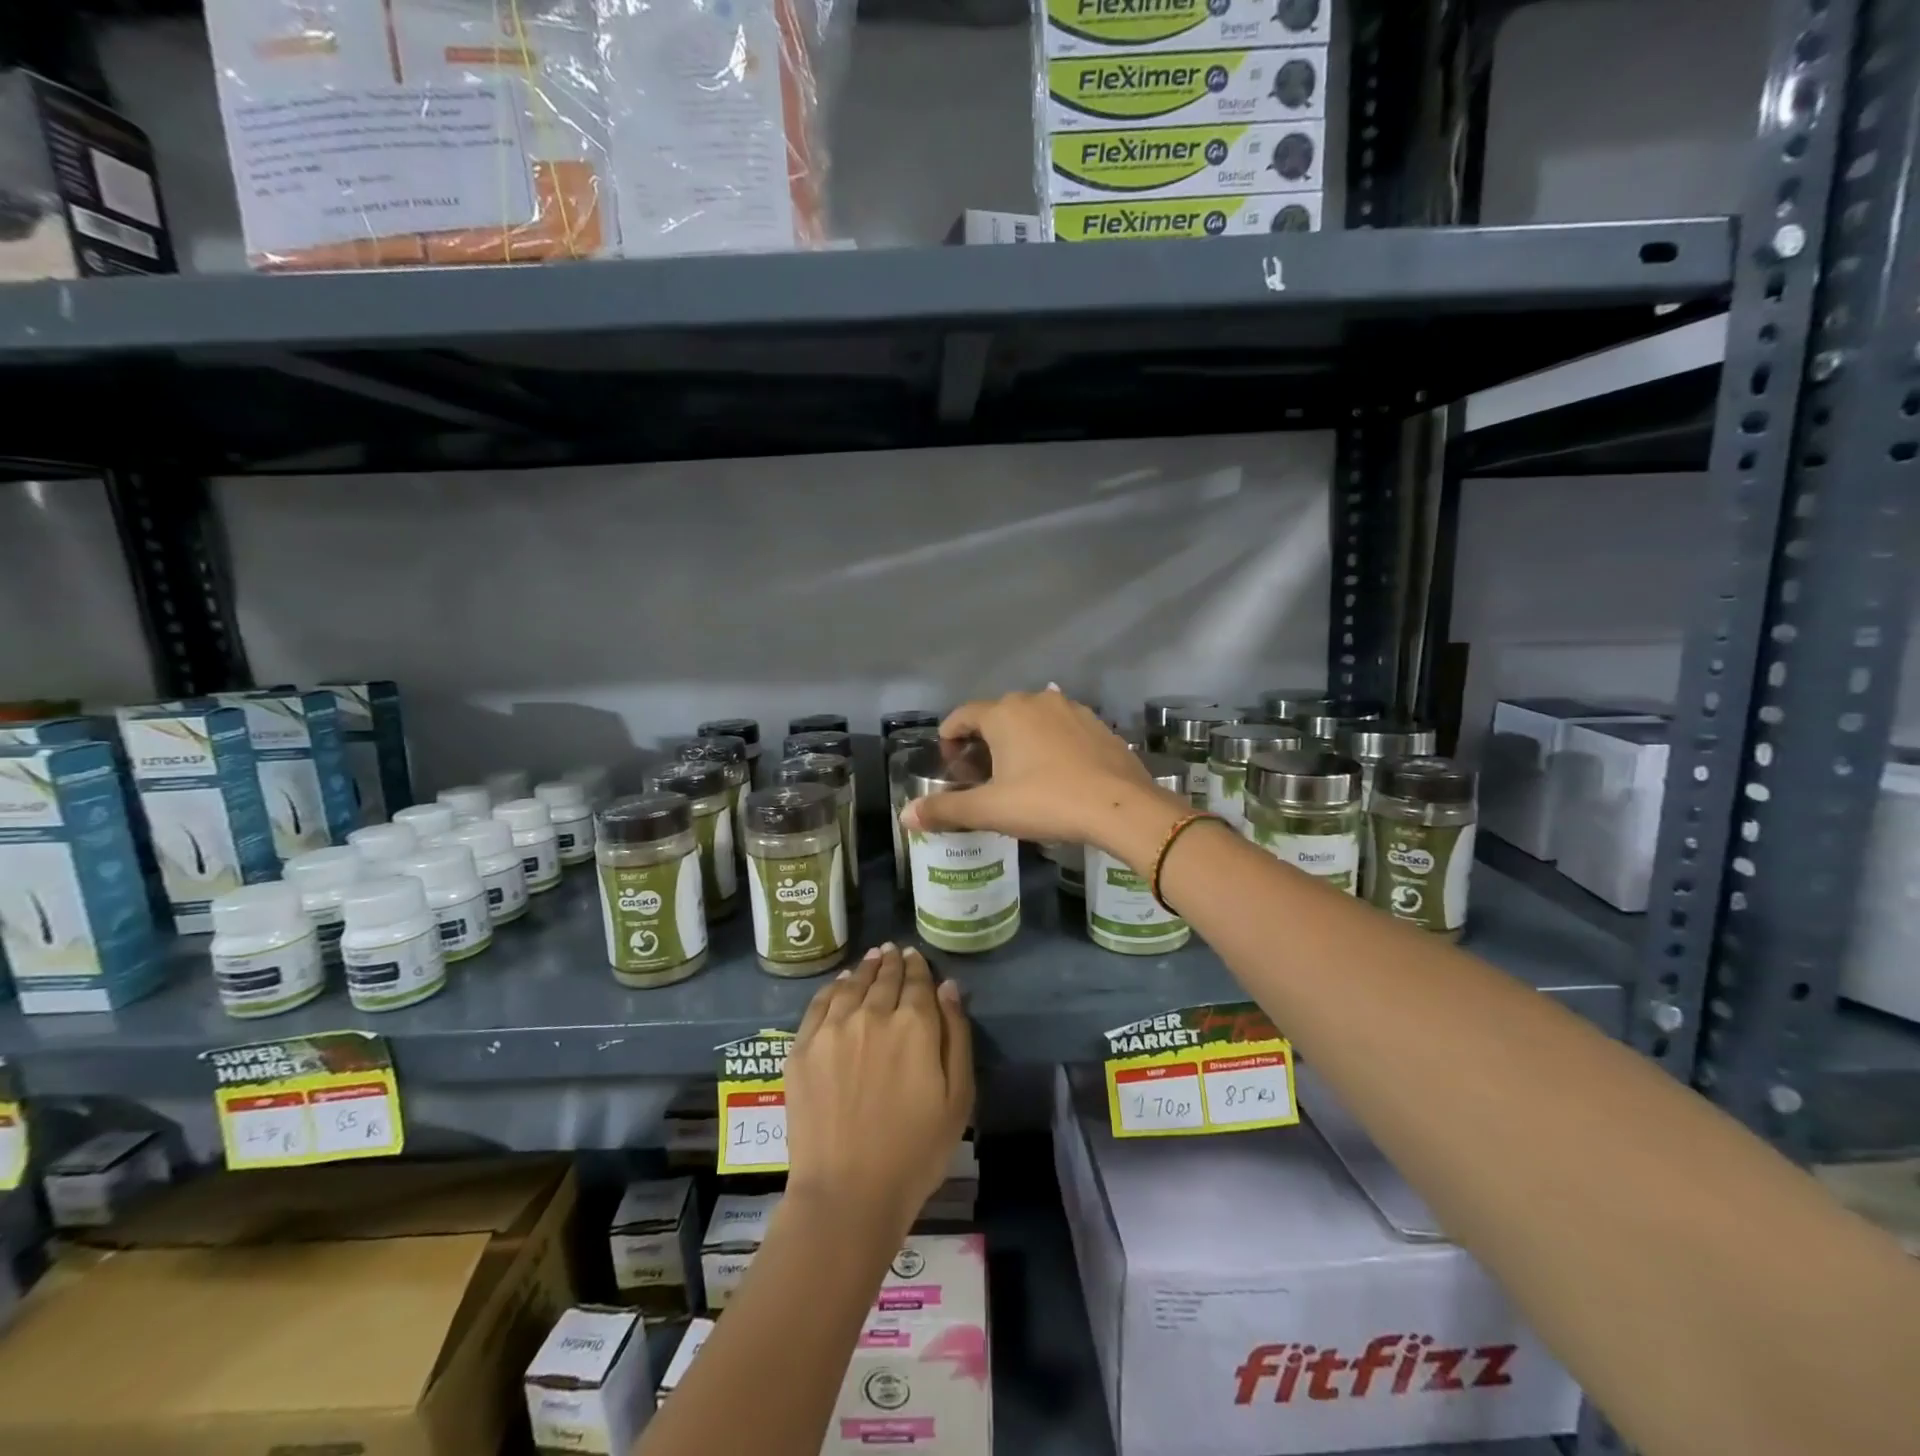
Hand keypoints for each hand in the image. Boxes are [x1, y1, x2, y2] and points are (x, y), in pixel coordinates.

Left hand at [784, 943, 973, 1238]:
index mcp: (914, 1024)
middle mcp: (873, 1014)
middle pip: (884, 978)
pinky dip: (833, 987)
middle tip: (894, 950)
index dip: (918, 966)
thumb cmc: (915, 1152)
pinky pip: (819, 1004)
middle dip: (892, 962)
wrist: (847, 1192)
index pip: (917, 981)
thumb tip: (948, 987)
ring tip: (872, 958)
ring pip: (852, 984)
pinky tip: (840, 984)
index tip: (916, 956)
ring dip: (865, 968)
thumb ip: (956, 1036)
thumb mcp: (957, 1098)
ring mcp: (833, 1029)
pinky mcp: (803, 1048)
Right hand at [900, 688, 1187, 852]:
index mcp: (1004, 714)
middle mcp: (1036, 700)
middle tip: (981, 773)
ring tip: (1018, 771)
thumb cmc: (1047, 802)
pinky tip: (1056, 770)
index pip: (963, 714)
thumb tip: (905, 816)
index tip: (949, 760)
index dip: (950, 735)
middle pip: (997, 713)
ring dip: (1019, 738)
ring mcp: (1072, 709)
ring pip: (1032, 718)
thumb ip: (946, 811)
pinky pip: (1062, 727)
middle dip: (984, 738)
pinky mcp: (1098, 724)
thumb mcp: (991, 810)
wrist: (1121, 807)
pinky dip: (1049, 742)